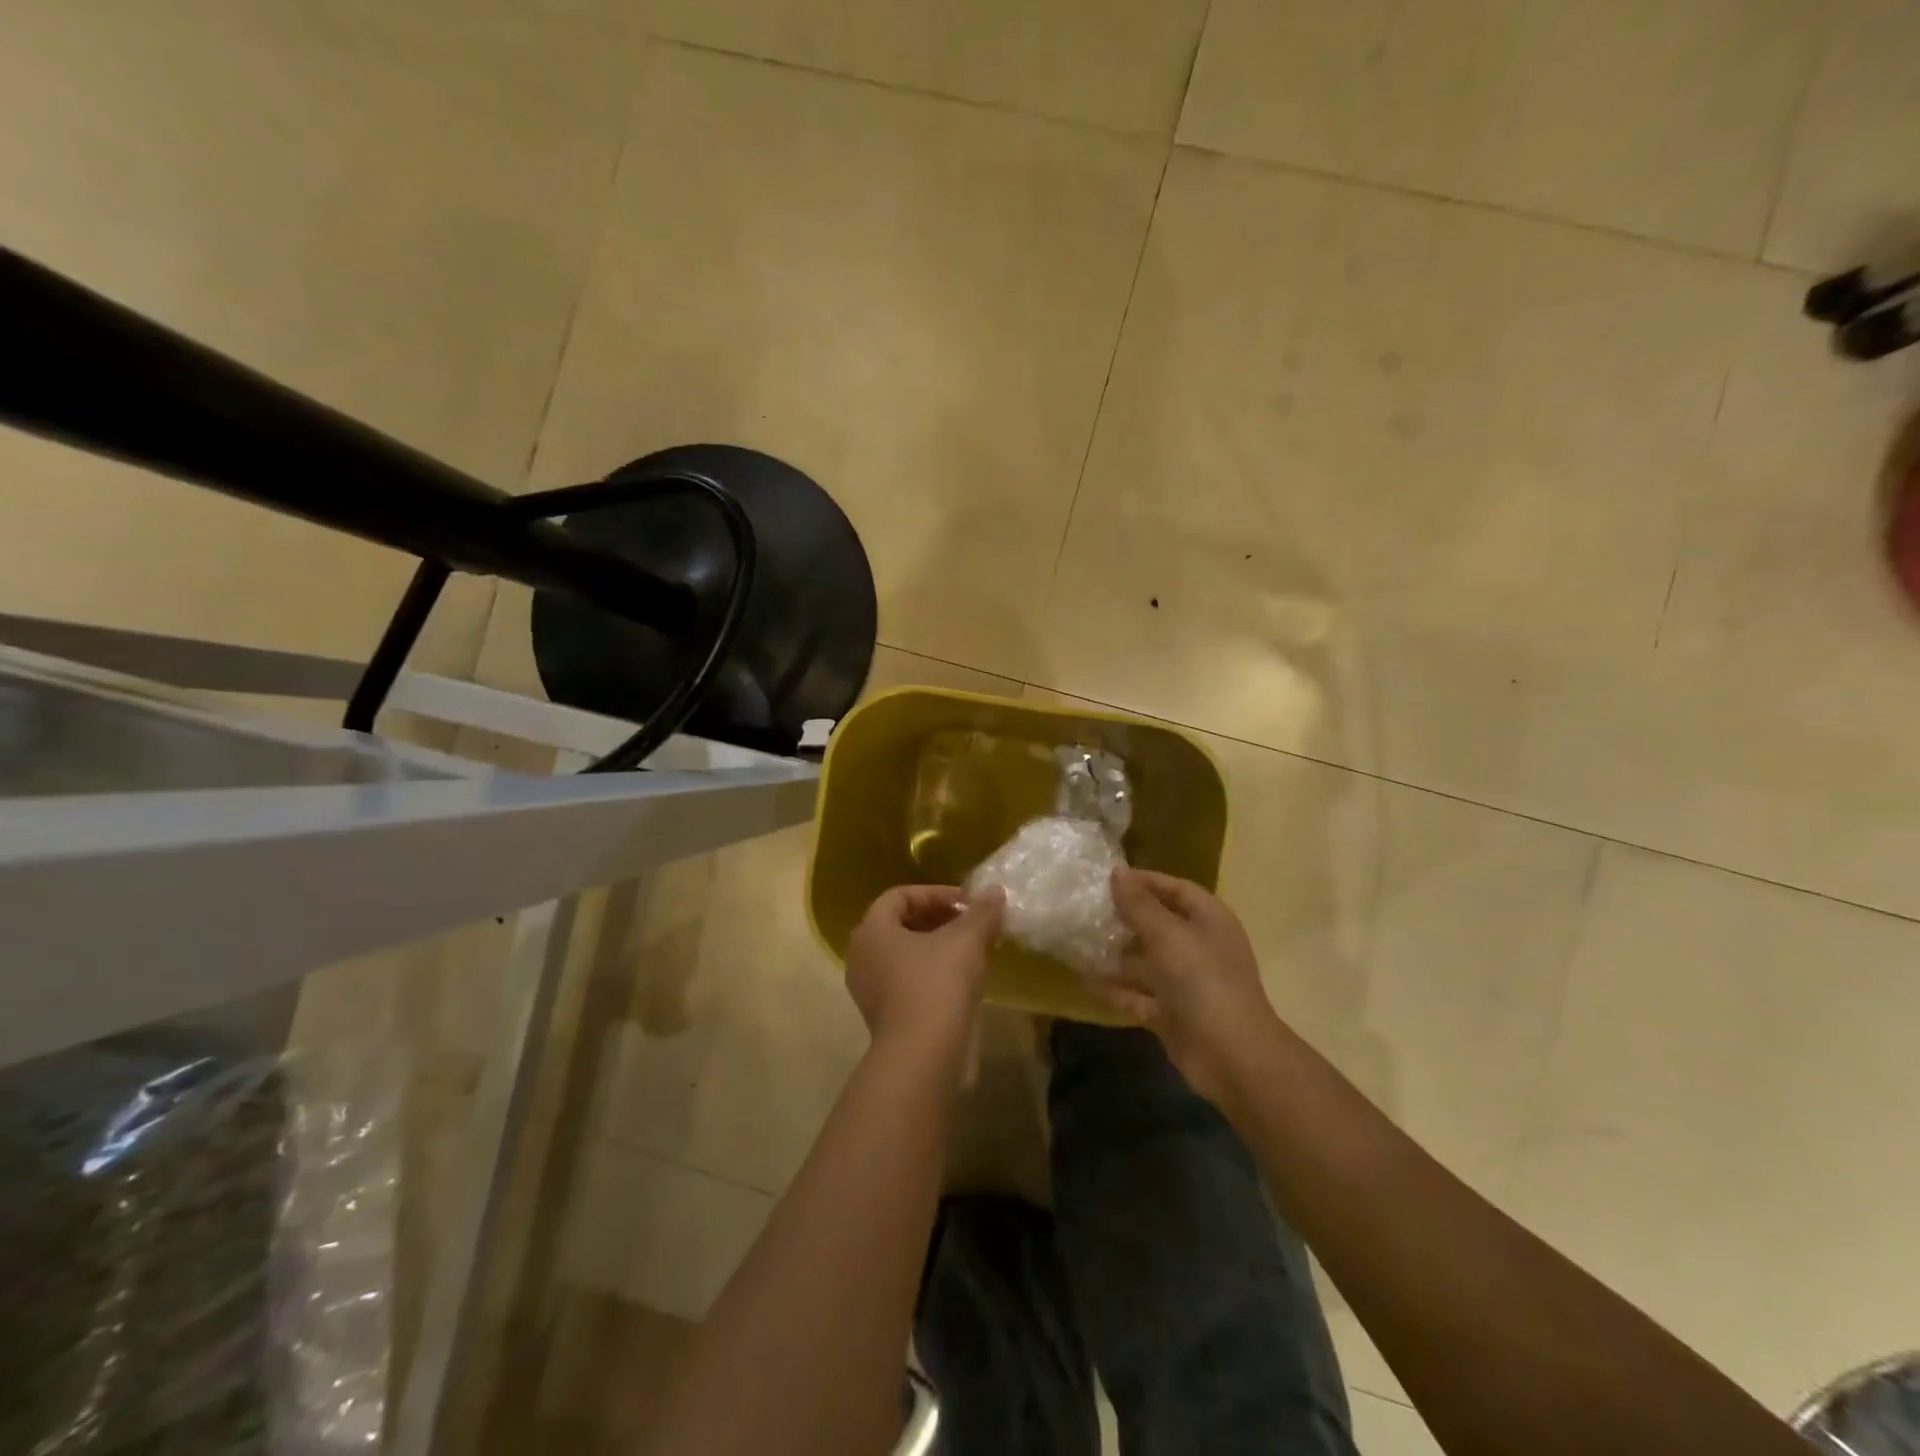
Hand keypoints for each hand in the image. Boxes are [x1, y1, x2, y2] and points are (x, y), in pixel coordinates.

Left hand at [845, 885, 1003, 1052]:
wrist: (921, 1056)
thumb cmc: (937, 984)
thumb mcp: (967, 940)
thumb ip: (982, 912)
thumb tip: (995, 892)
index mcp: (872, 929)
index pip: (900, 895)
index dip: (936, 893)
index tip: (968, 903)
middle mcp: (861, 954)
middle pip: (900, 923)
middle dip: (938, 919)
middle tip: (971, 924)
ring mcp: (867, 988)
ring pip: (904, 953)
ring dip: (937, 946)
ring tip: (971, 951)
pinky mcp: (881, 1015)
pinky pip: (904, 979)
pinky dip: (930, 971)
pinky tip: (960, 980)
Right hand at [1095, 868, 1283, 1106]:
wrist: (1232, 1056)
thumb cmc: (1203, 981)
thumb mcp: (1167, 935)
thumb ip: (1139, 905)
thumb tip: (1117, 871)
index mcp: (1209, 921)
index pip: (1176, 889)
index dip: (1145, 881)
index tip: (1108, 879)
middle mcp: (1199, 948)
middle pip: (1159, 925)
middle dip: (1125, 919)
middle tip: (1086, 910)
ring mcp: (1187, 983)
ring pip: (1146, 962)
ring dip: (1116, 955)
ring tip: (1078, 944)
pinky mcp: (1173, 1014)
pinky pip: (1140, 995)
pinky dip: (1117, 989)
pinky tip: (1085, 980)